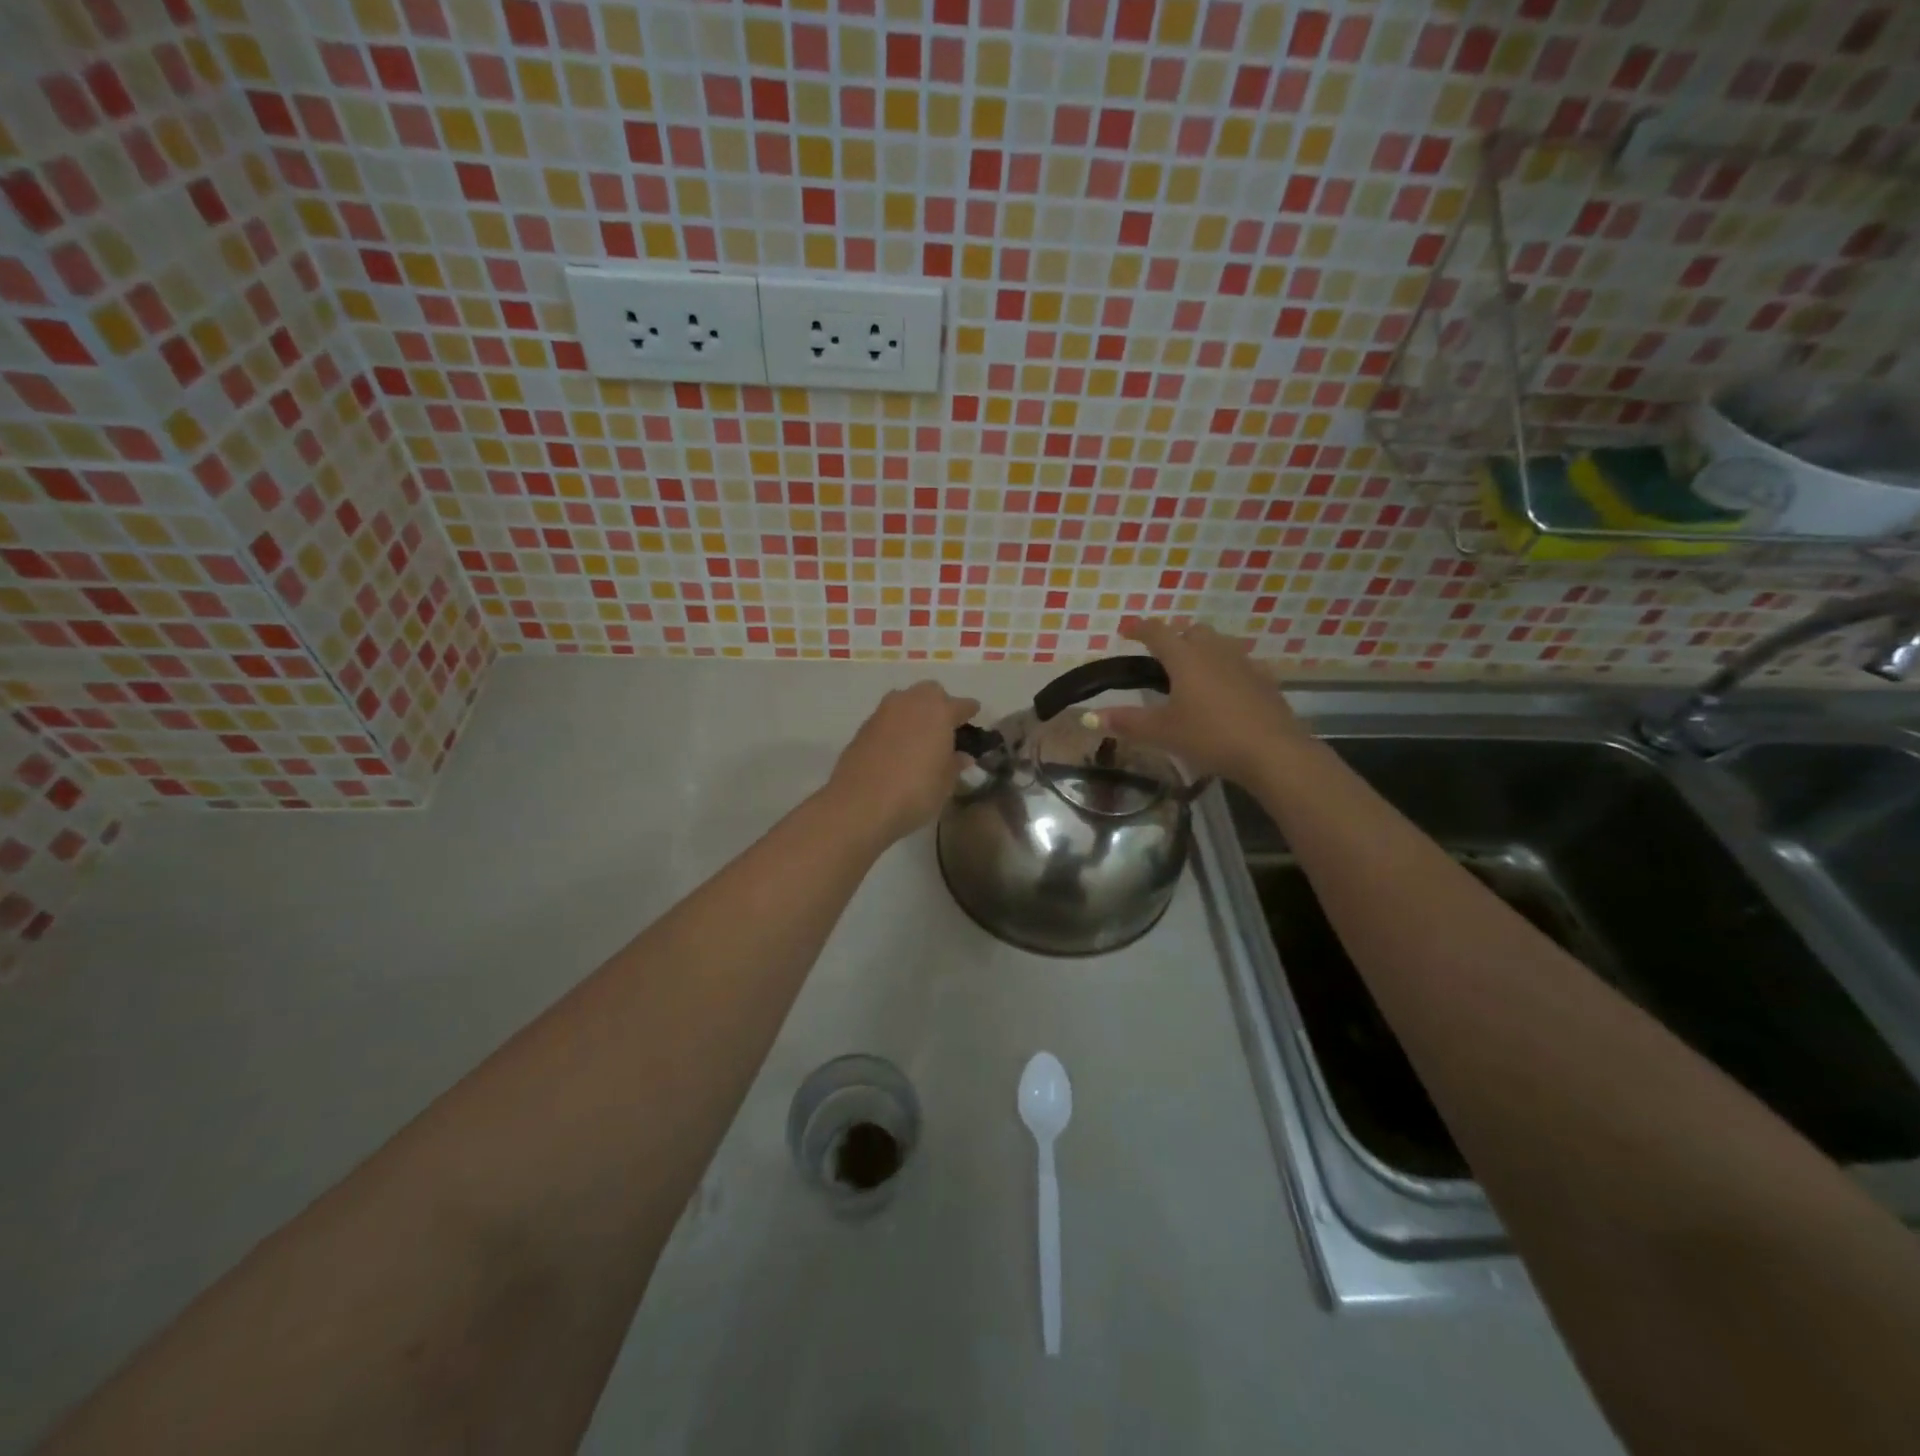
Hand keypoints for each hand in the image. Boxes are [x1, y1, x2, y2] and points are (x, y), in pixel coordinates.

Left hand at [825, 681, 981, 844]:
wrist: (860, 803)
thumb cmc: (915, 792)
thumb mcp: (945, 783)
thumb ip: (954, 764)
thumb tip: (962, 756)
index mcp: (939, 711)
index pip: (961, 704)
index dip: (969, 711)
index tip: (974, 714)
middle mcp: (910, 703)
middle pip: (930, 692)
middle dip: (939, 704)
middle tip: (944, 726)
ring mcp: (883, 713)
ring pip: (904, 701)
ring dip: (914, 712)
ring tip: (920, 736)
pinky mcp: (863, 728)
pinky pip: (887, 719)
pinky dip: (895, 727)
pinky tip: (897, 748)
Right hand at [1094, 619, 1306, 783]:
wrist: (1272, 751)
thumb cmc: (1210, 736)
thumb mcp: (1162, 732)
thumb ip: (1126, 722)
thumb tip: (1089, 717)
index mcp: (1185, 658)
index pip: (1157, 632)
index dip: (1139, 628)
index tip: (1125, 630)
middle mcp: (1215, 651)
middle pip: (1192, 631)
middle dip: (1175, 637)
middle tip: (1161, 656)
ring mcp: (1244, 663)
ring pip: (1219, 644)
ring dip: (1202, 649)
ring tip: (1192, 671)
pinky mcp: (1265, 680)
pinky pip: (1241, 664)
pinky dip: (1226, 669)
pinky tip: (1225, 690)